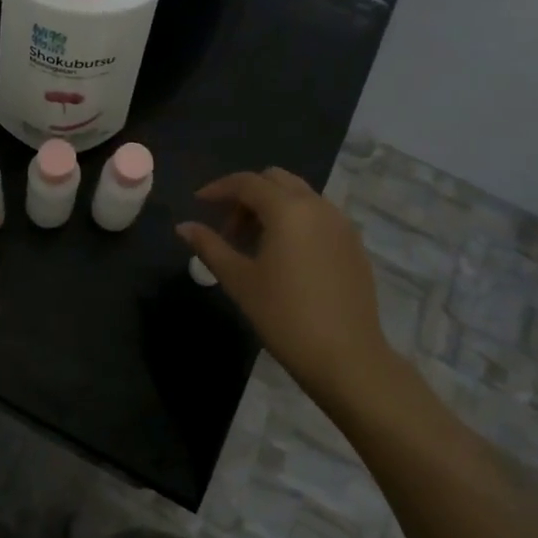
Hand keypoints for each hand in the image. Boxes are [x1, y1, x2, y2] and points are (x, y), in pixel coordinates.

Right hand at [177, 168, 396, 396]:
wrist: (346, 357)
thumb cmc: (284, 316)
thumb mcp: (239, 280)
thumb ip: (209, 246)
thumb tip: (183, 227)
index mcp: (288, 209)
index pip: (247, 182)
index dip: (219, 188)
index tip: (198, 203)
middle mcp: (318, 206)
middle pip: (276, 180)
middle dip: (247, 195)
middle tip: (228, 228)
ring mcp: (341, 224)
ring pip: (300, 196)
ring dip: (272, 207)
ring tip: (254, 245)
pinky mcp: (354, 244)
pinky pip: (319, 216)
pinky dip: (296, 221)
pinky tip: (285, 257)